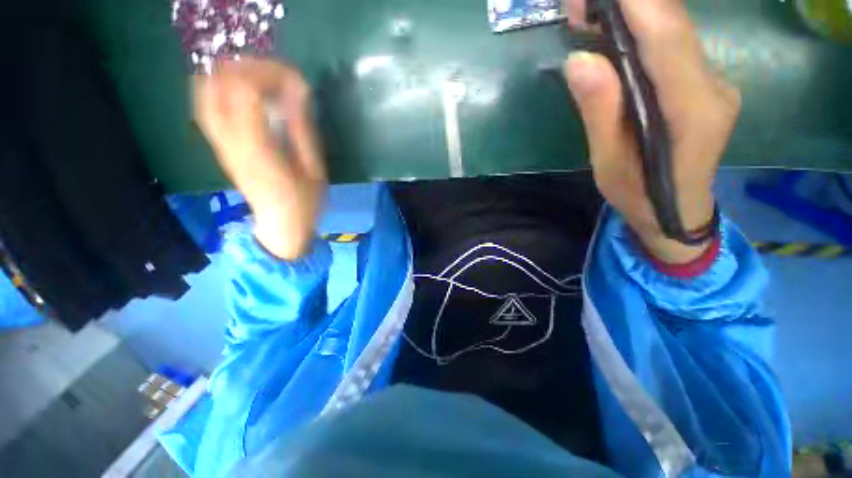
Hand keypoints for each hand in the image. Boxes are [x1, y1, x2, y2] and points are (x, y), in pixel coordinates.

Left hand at [194, 58, 325, 259]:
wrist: (280, 225)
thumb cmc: (304, 202)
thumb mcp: (314, 170)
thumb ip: (303, 130)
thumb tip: (297, 91)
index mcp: (259, 150)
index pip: (247, 90)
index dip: (270, 74)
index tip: (296, 80)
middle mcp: (230, 141)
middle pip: (221, 84)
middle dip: (249, 68)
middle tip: (278, 77)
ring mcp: (219, 143)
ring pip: (207, 91)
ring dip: (232, 75)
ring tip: (260, 79)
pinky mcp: (218, 146)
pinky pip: (206, 106)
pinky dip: (219, 87)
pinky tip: (240, 90)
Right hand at [563, 0, 740, 263]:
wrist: (677, 209)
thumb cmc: (639, 195)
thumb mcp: (608, 163)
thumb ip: (600, 112)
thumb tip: (579, 60)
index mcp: (693, 111)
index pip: (667, 39)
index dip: (637, 5)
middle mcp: (713, 84)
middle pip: (674, 23)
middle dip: (629, 2)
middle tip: (580, 5)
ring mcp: (713, 79)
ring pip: (674, 27)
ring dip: (633, 11)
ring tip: (589, 13)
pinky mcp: (703, 80)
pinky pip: (673, 41)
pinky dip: (642, 26)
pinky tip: (614, 30)